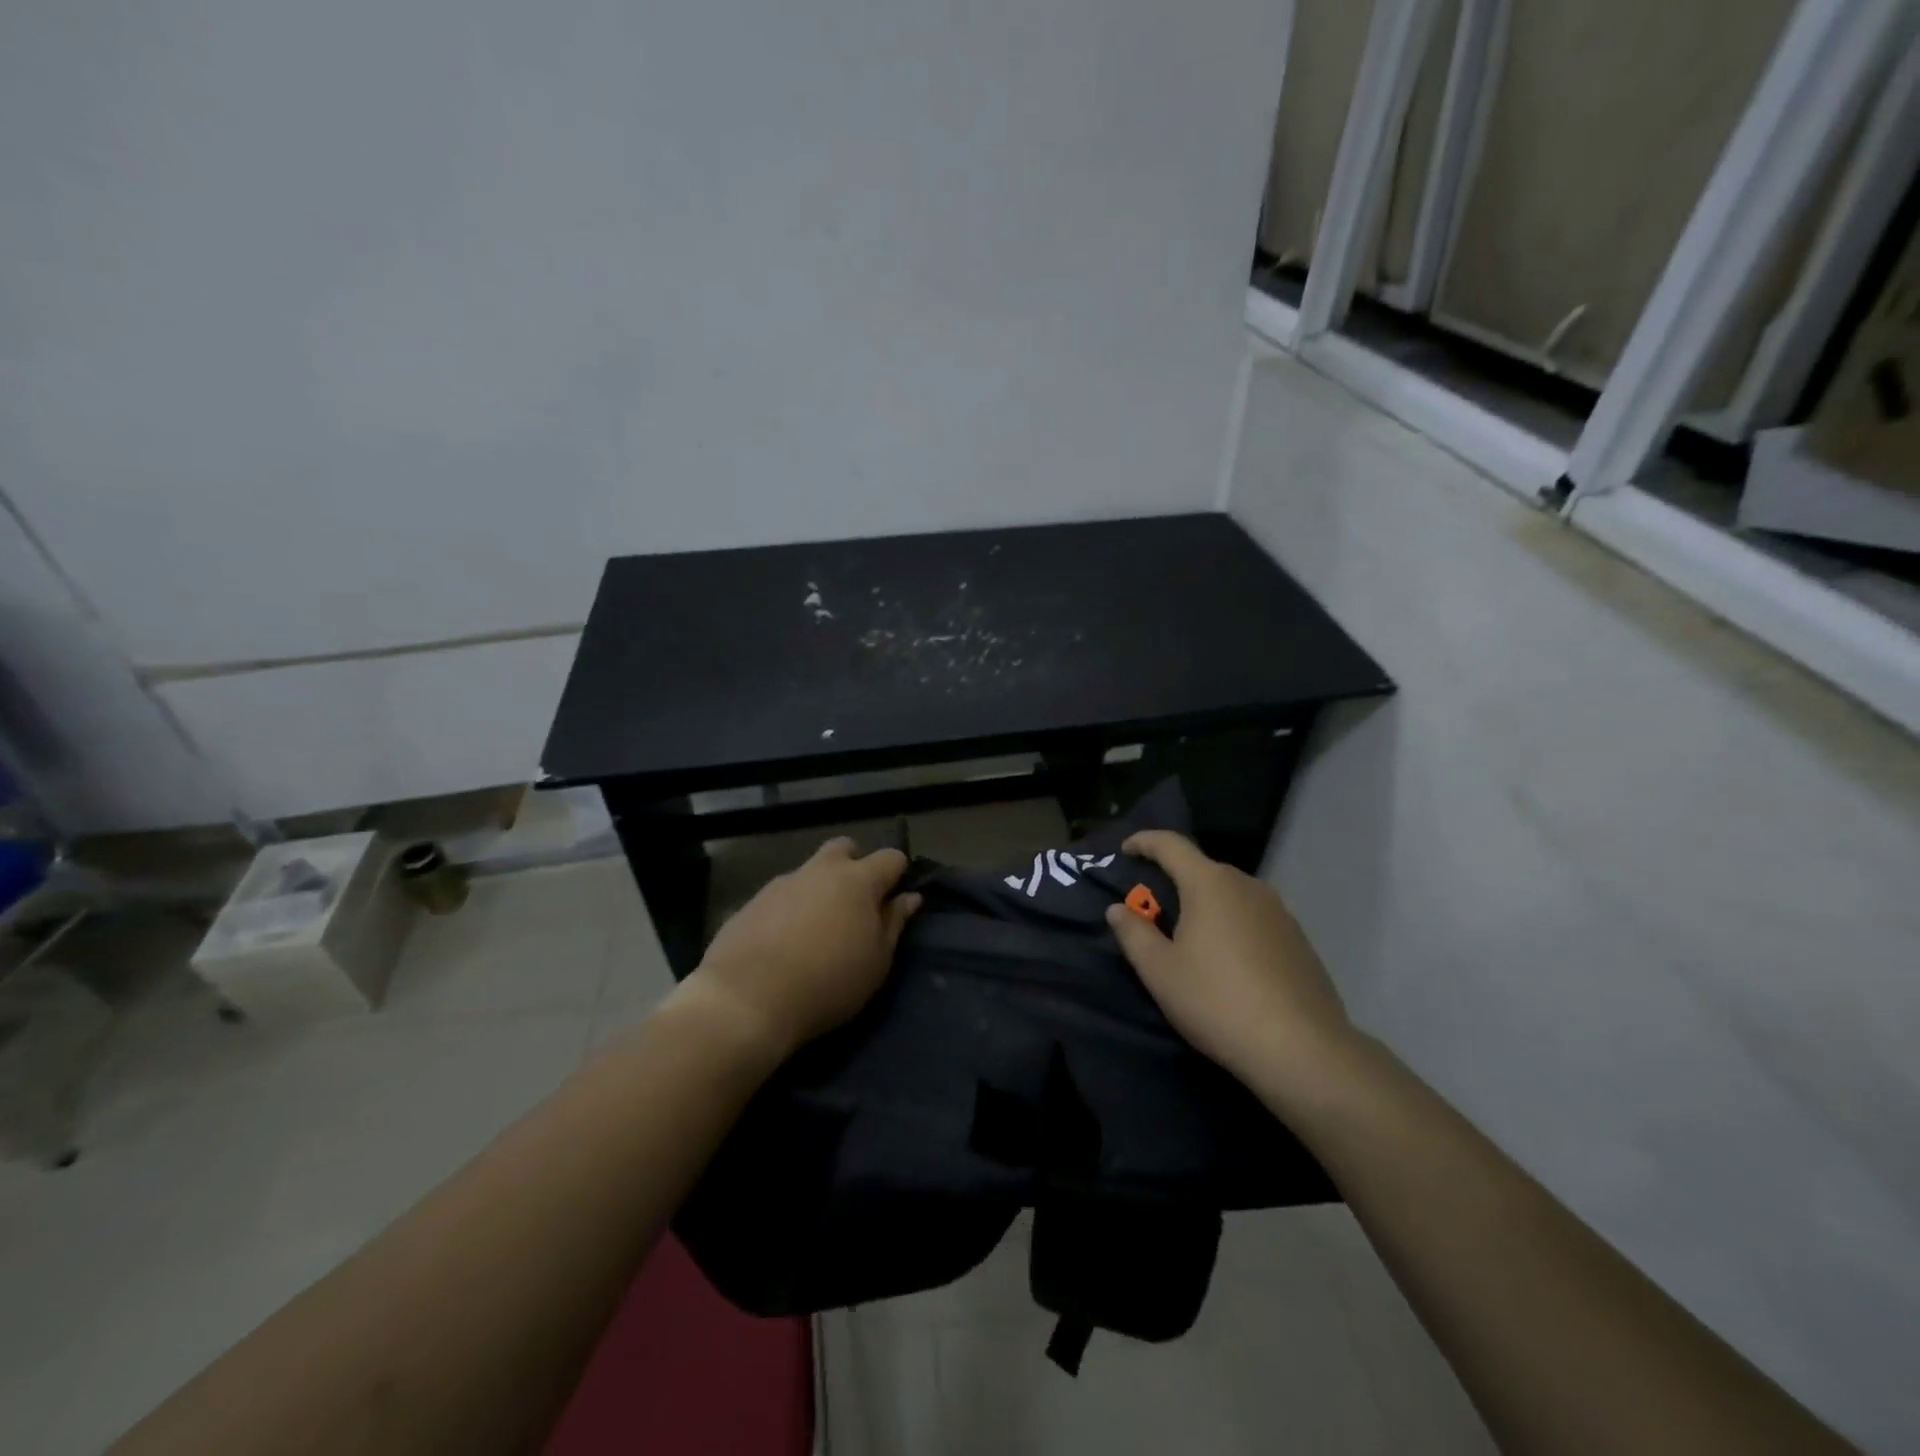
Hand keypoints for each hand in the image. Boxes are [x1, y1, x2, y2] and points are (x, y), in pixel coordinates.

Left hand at [676, 837, 921, 1065]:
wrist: (746, 1000)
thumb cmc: (827, 983)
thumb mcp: (876, 962)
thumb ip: (894, 923)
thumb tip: (909, 897)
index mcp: (857, 880)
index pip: (891, 857)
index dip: (898, 874)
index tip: (896, 900)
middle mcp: (820, 870)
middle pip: (845, 848)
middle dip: (855, 865)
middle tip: (856, 905)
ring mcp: (782, 882)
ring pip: (810, 871)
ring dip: (820, 889)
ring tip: (816, 930)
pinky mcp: (752, 901)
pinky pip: (782, 895)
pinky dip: (790, 909)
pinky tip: (784, 942)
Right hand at [1105, 831, 1350, 1093]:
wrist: (1302, 1049)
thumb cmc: (1217, 1001)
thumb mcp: (1160, 971)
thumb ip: (1133, 933)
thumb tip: (1118, 909)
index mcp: (1209, 883)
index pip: (1171, 844)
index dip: (1144, 841)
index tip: (1125, 850)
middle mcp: (1247, 885)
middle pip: (1202, 869)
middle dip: (1174, 880)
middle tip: (1152, 908)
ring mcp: (1279, 911)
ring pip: (1231, 894)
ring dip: (1205, 905)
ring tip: (1189, 937)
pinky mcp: (1298, 939)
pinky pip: (1253, 918)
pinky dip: (1232, 926)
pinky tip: (1228, 962)